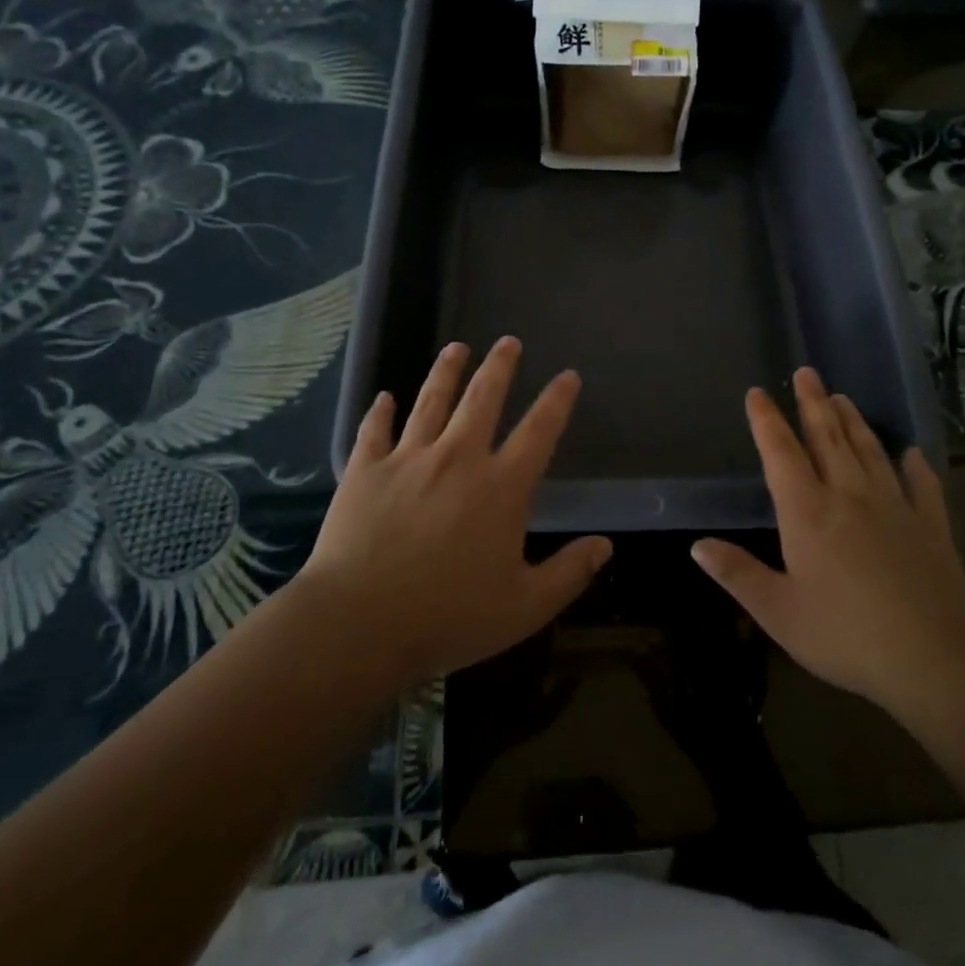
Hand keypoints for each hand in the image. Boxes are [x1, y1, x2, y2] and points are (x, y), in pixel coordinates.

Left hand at [300, 337, 611, 687]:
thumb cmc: (448, 617)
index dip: (557, 400)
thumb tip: (606, 545)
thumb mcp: (524, 607)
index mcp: (500, 487)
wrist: (358, 624)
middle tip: (508, 341)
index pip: (539, 431)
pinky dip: (381, 411)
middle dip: (500, 366)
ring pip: (431, 400)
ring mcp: (408, 459)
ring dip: (446, 371)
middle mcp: (458, 458)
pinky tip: (384, 396)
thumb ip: (569, 573)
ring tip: (456, 347)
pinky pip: (375, 430)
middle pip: (483, 398)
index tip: (568, 375)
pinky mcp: (366, 470)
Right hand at [691, 368, 964, 723]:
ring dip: (854, 422)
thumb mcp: (779, 612)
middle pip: (827, 438)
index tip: (757, 393)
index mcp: (808, 512)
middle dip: (813, 403)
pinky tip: (912, 454)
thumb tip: (697, 545)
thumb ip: (738, 574)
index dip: (766, 420)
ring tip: (843, 397)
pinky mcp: (931, 526)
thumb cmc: (846, 636)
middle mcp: (849, 496)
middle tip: (807, 372)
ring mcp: (895, 507)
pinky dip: (915, 466)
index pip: (781, 453)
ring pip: (870, 451)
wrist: (936, 658)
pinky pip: (922, 486)